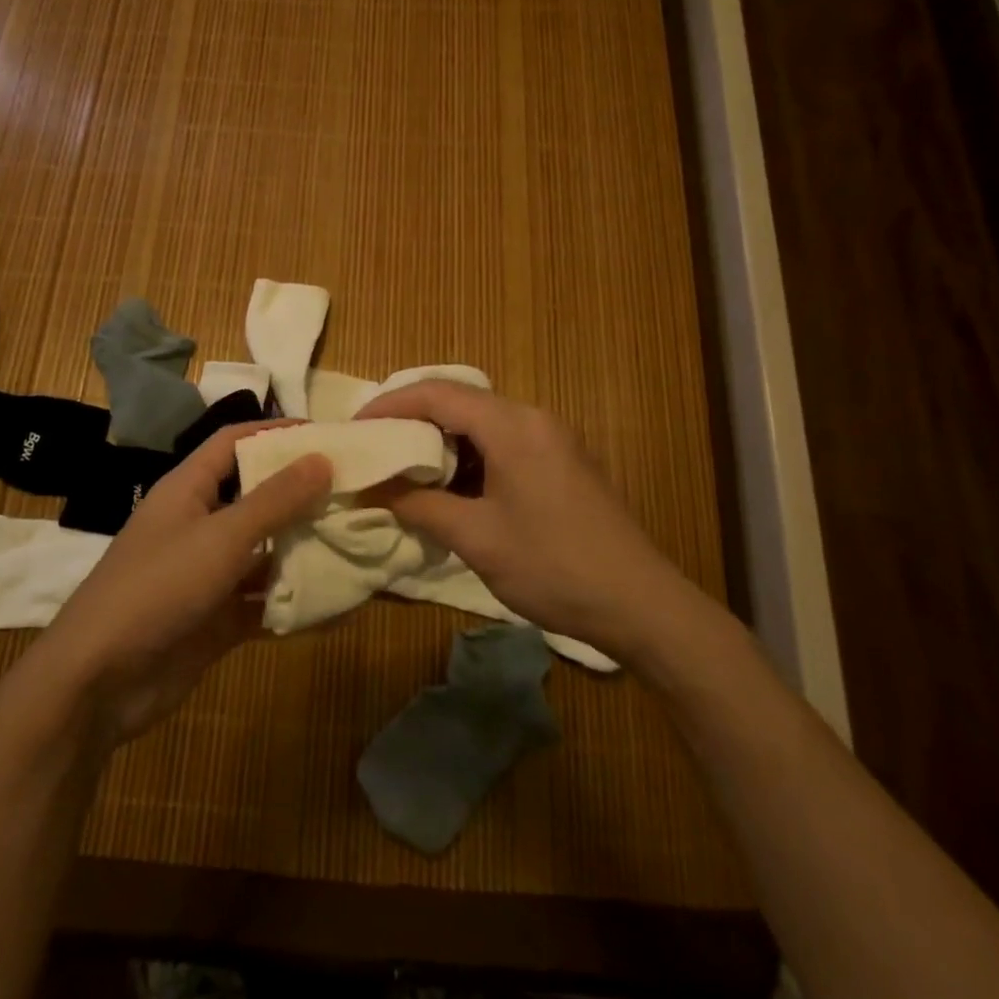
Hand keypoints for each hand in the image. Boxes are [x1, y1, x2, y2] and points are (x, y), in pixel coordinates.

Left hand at [31, 422, 331, 745]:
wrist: (98, 682)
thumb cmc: (158, 588)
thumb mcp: (221, 537)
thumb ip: (274, 500)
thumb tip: (322, 458)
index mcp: (188, 489)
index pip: (234, 442)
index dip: (275, 432)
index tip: (326, 435)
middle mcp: (198, 523)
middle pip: (254, 495)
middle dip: (299, 491)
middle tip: (353, 488)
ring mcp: (206, 573)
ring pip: (262, 549)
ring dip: (301, 545)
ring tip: (355, 537)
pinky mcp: (215, 617)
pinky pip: (262, 598)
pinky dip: (292, 596)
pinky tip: (336, 598)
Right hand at [355, 381, 705, 662]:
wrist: (642, 604)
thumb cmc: (554, 566)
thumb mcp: (476, 538)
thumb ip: (419, 505)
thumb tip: (372, 488)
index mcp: (512, 425)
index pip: (437, 393)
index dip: (391, 403)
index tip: (356, 427)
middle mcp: (533, 418)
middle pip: (459, 401)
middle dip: (412, 420)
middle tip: (375, 446)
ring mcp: (552, 439)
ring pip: (481, 422)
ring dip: (441, 441)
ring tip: (404, 469)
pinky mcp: (562, 462)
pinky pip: (503, 442)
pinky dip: (469, 457)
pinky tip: (452, 487)